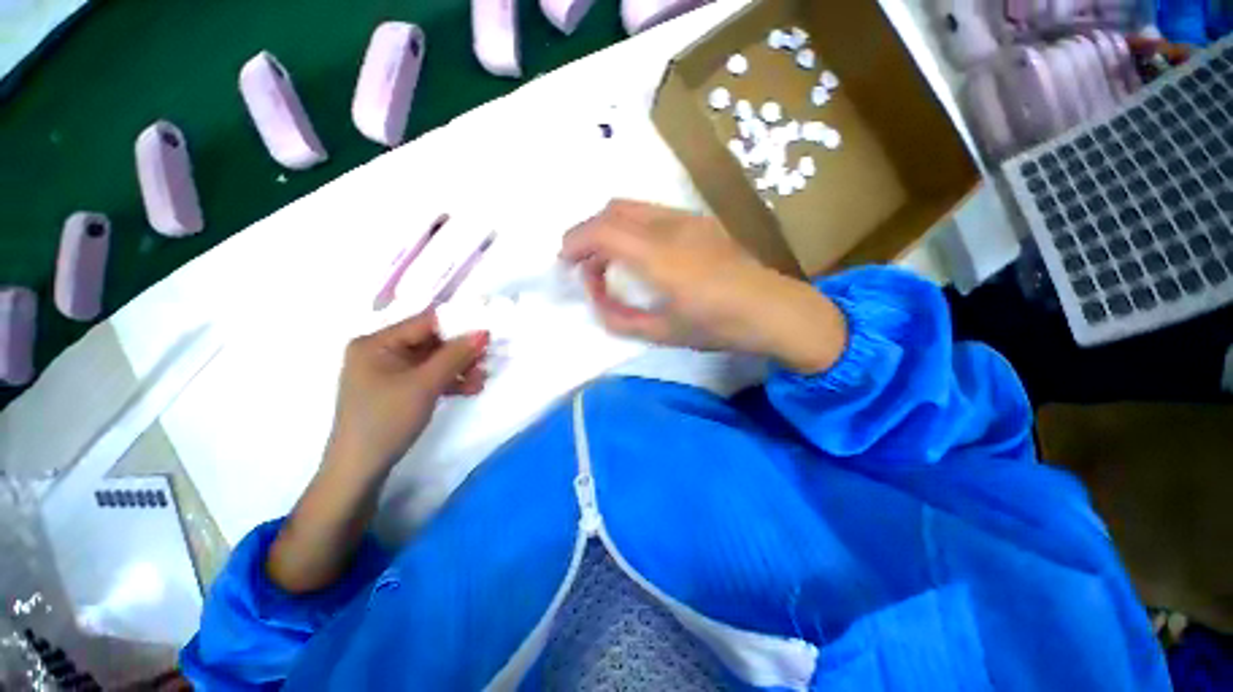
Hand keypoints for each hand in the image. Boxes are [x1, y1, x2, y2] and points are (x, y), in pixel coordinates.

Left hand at [327, 311, 488, 473]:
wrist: (360, 470)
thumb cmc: (387, 420)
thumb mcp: (424, 385)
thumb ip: (455, 355)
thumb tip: (483, 332)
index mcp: (376, 342)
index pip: (426, 323)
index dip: (459, 326)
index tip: (488, 335)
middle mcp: (381, 351)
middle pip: (432, 342)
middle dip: (461, 353)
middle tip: (486, 361)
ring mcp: (389, 371)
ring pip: (434, 360)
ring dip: (459, 369)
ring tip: (480, 381)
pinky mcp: (397, 388)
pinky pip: (428, 376)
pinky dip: (449, 381)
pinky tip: (469, 389)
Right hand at [561, 200, 845, 373]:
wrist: (773, 310)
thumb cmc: (716, 327)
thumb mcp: (661, 332)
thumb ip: (619, 317)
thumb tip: (596, 297)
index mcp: (659, 256)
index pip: (602, 230)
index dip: (574, 242)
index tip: (565, 263)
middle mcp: (670, 226)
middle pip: (612, 209)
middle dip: (588, 233)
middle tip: (585, 265)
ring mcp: (688, 218)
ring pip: (632, 207)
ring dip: (610, 228)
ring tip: (610, 261)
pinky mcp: (699, 220)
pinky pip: (652, 213)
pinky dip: (631, 227)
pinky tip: (640, 254)